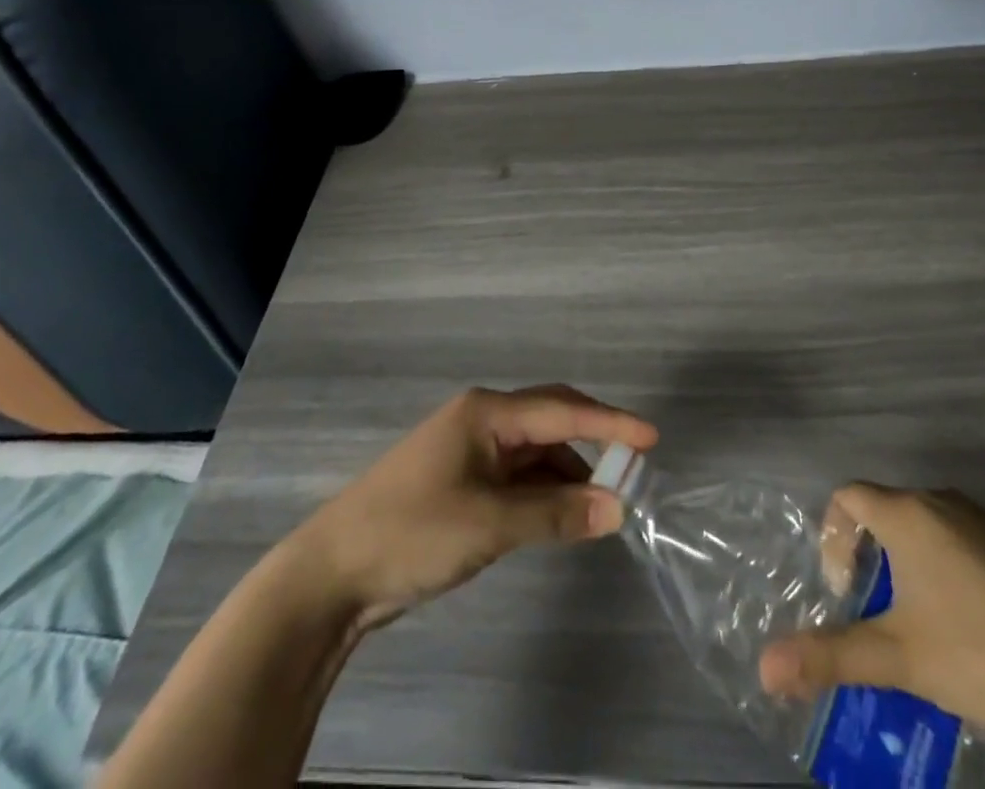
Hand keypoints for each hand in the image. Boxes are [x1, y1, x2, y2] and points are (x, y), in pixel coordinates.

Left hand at [297, 385, 657, 630]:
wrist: (331, 574)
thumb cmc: (413, 532)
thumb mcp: (491, 525)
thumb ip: (557, 514)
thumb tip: (618, 507)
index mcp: (487, 413)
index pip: (562, 410)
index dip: (610, 423)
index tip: (652, 437)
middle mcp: (482, 421)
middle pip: (550, 421)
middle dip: (592, 439)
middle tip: (633, 464)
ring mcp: (470, 451)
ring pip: (534, 453)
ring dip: (567, 473)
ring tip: (601, 503)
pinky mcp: (462, 483)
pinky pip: (517, 477)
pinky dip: (543, 493)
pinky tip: (561, 515)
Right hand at [759, 485, 984, 743]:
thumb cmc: (978, 653)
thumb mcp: (898, 658)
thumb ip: (830, 656)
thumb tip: (765, 668)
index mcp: (907, 513)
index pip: (848, 496)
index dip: (833, 535)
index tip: (846, 589)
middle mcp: (938, 501)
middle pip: (882, 509)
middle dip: (866, 555)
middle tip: (871, 612)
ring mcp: (977, 520)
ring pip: (918, 525)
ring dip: (901, 563)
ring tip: (910, 623)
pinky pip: (950, 538)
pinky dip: (935, 566)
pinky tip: (956, 623)